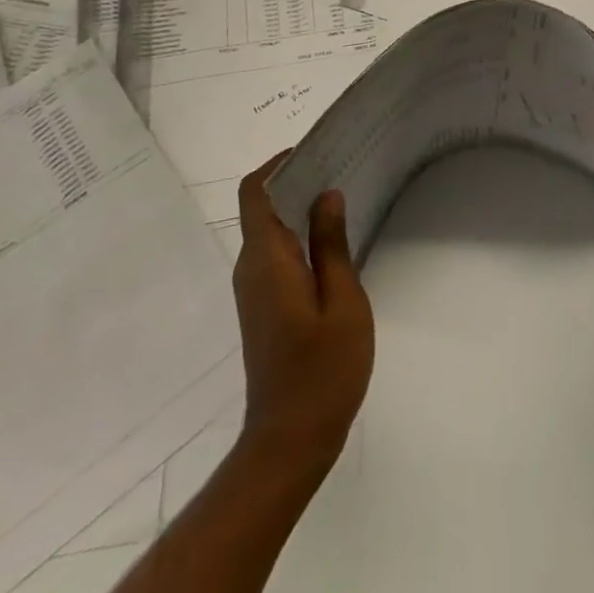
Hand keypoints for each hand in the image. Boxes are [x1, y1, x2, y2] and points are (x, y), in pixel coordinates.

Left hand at [232, 155, 373, 471]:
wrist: (290, 441)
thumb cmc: (322, 370)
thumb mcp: (342, 301)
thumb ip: (332, 244)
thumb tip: (326, 195)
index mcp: (266, 260)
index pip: (254, 193)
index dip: (276, 164)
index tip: (314, 151)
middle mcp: (250, 269)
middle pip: (261, 208)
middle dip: (295, 181)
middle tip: (340, 167)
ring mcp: (254, 291)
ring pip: (269, 232)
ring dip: (298, 210)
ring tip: (342, 198)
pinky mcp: (262, 308)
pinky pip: (275, 255)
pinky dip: (298, 237)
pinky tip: (333, 242)